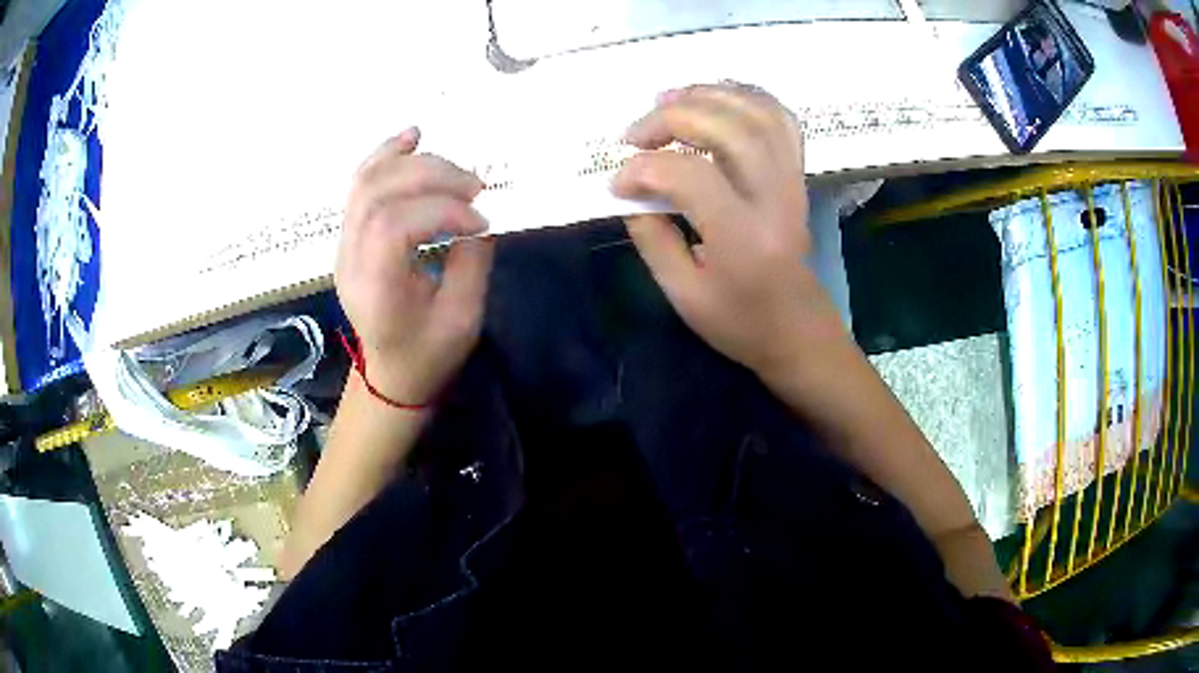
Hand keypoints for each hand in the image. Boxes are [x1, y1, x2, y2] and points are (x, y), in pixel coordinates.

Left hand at [336, 127, 493, 403]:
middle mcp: (351, 260)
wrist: (391, 373)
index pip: (394, 226)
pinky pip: (362, 185)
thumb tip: (478, 214)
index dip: (441, 210)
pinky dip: (386, 156)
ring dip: (411, 162)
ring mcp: (345, 244)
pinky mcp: (351, 235)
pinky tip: (412, 138)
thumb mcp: (464, 318)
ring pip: (366, 182)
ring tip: (452, 165)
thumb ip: (472, 260)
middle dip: (431, 176)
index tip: (481, 222)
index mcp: (376, 290)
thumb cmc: (429, 353)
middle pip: (377, 193)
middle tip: (475, 186)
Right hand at [611, 83, 843, 377]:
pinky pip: (780, 119)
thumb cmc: (739, 321)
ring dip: (708, 95)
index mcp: (743, 239)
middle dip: (672, 118)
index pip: (690, 177)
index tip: (618, 184)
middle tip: (635, 133)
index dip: (643, 170)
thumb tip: (629, 190)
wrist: (798, 330)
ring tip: (668, 101)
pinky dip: (746, 97)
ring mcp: (792, 182)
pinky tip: (715, 99)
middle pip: (729, 129)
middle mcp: (774, 200)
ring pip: (758, 114)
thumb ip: (652, 236)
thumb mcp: (682, 293)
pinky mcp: (797, 176)